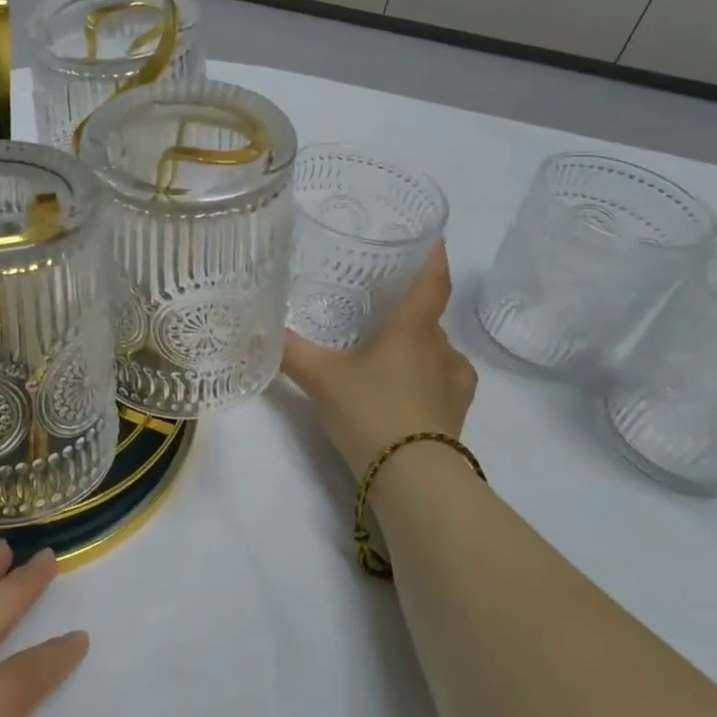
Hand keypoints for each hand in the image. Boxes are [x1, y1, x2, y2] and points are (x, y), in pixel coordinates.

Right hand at [282, 240, 477, 477]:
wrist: (412, 478)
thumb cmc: (370, 411)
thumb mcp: (321, 379)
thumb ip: (291, 352)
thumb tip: (259, 329)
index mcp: (413, 330)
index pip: (432, 283)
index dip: (434, 258)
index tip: (433, 239)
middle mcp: (442, 350)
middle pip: (429, 320)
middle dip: (407, 314)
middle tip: (376, 313)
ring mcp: (455, 384)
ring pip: (436, 353)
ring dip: (415, 350)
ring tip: (384, 357)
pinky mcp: (457, 414)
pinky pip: (441, 383)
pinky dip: (423, 379)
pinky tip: (401, 391)